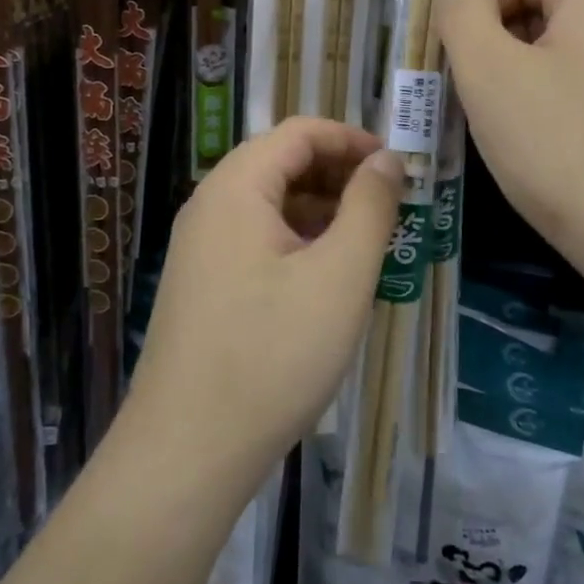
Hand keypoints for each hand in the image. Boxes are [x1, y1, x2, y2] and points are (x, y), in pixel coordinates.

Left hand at [124, 118, 402, 484]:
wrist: (186, 452)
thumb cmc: (273, 354)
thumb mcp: (340, 276)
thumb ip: (369, 207)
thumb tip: (386, 159)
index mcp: (236, 187)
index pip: (300, 132)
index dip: (353, 140)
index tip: (397, 168)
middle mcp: (210, 205)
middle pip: (282, 163)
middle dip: (339, 175)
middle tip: (390, 208)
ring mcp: (200, 247)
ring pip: (270, 205)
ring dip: (321, 211)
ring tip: (367, 245)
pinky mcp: (202, 284)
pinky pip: (256, 240)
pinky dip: (297, 242)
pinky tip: (327, 280)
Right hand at [435, 0, 583, 287]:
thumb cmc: (561, 148)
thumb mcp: (489, 73)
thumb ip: (461, 12)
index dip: (477, 1)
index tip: (458, 56)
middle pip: (543, 1)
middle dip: (496, 39)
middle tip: (472, 93)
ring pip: (561, 46)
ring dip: (519, 73)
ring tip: (502, 124)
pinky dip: (552, 99)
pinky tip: (542, 146)